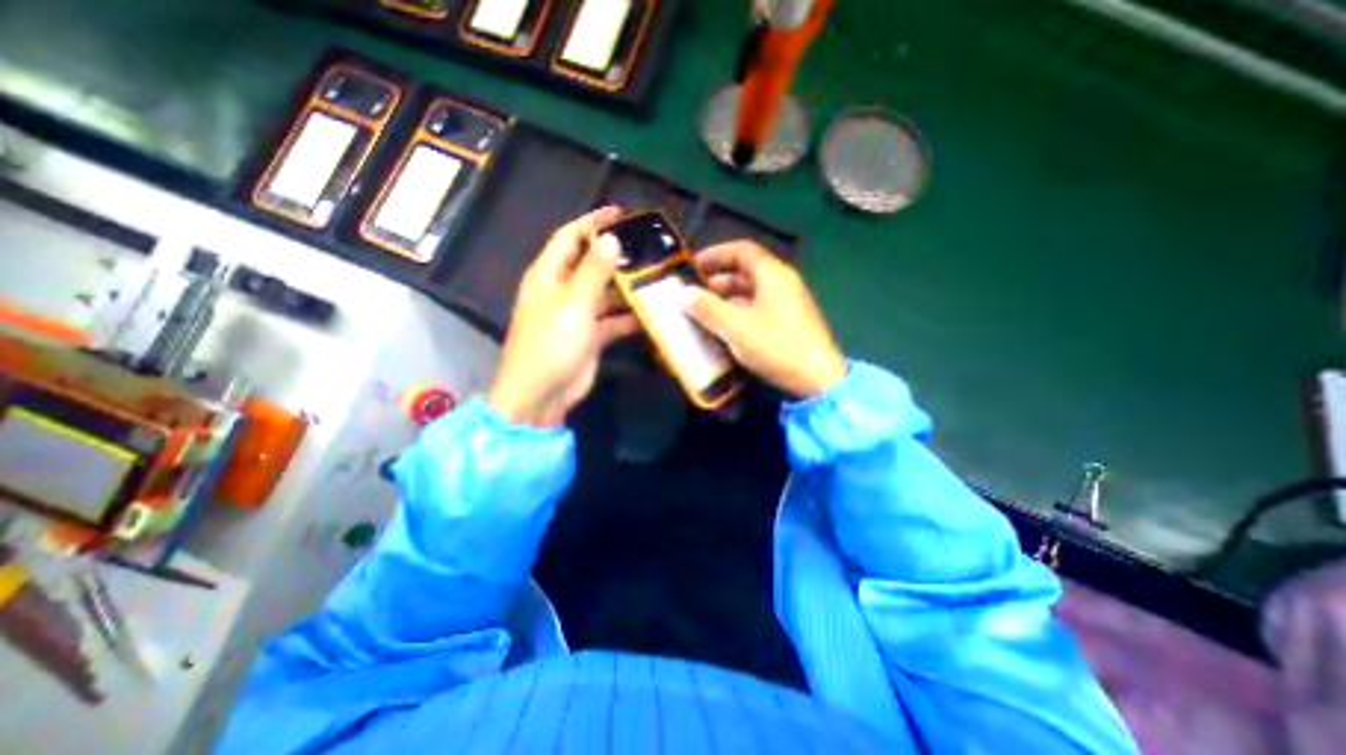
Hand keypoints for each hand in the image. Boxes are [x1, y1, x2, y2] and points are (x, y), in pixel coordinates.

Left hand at [491, 207, 640, 422]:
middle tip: (649, 248)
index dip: (592, 222)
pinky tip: (652, 313)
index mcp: (549, 275)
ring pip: (606, 294)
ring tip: (657, 278)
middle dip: (617, 256)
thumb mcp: (574, 304)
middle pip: (591, 264)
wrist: (541, 394)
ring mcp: (577, 315)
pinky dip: (630, 317)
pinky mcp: (591, 336)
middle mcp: (562, 291)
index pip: (570, 237)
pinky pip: (613, 320)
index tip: (620, 213)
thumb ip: (594, 271)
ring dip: (628, 288)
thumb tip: (611, 239)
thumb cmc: (551, 343)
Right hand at [689, 241, 844, 397]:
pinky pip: (759, 308)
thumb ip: (707, 308)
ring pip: (752, 292)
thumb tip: (684, 294)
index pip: (741, 250)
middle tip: (694, 293)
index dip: (715, 254)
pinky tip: (725, 328)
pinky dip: (739, 312)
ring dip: (727, 298)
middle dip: (717, 280)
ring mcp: (788, 303)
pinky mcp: (789, 321)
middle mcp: (782, 282)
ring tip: (704, 312)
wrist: (817, 379)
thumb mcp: (736, 327)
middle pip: (746, 271)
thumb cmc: (776, 346)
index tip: (693, 265)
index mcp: (772, 274)